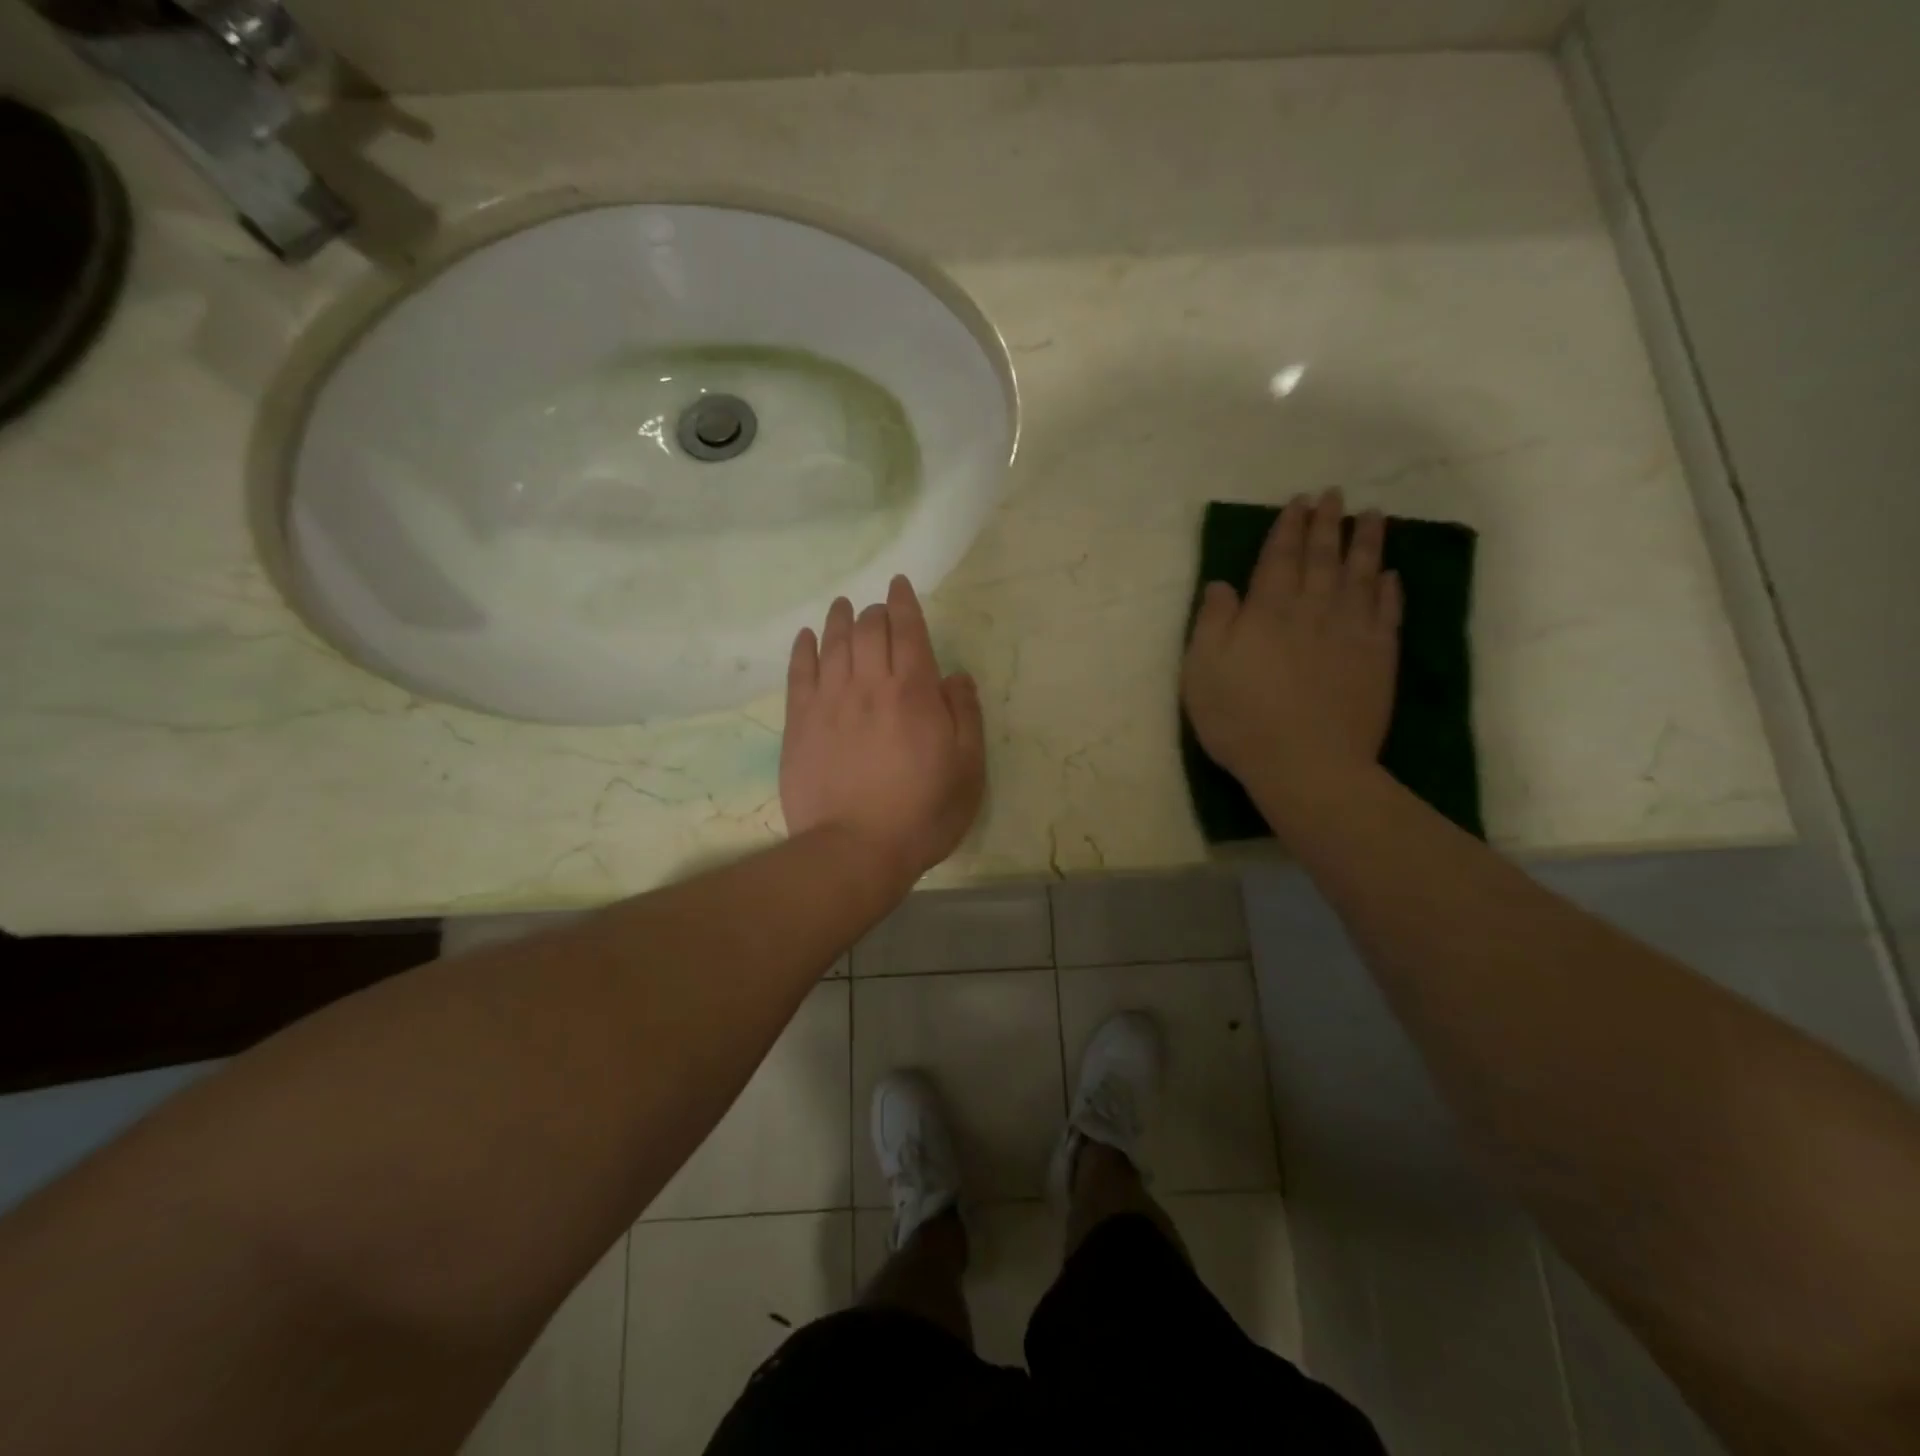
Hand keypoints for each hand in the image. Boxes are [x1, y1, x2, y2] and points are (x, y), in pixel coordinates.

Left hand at [781, 575, 985, 888]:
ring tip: (843, 607)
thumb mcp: (967, 769)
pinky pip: (799, 673)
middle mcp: (869, 685)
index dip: (904, 603)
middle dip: (876, 611)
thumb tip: (956, 676)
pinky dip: (804, 649)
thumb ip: (965, 715)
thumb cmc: (922, 813)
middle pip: (869, 630)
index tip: (900, 585)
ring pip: (833, 643)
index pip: (908, 631)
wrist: (855, 849)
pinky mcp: (799, 722)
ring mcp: (829, 701)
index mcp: (914, 692)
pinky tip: (806, 638)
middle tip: (878, 609)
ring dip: (840, 619)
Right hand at [1181, 489, 1401, 803]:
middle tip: (1334, 495)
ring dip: (1366, 542)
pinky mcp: (1378, 658)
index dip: (1288, 528)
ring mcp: (1351, 632)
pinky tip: (1390, 574)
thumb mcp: (1202, 671)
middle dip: (1326, 523)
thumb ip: (1212, 623)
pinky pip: (1387, 612)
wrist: (1306, 764)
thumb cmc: (1241, 719)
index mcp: (1268, 610)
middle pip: (1322, 557)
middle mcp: (1313, 609)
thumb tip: (1222, 584)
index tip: (1298, 502)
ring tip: (1373, 515)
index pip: (1279, 557)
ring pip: (1361, 574)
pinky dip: (1389, 588)